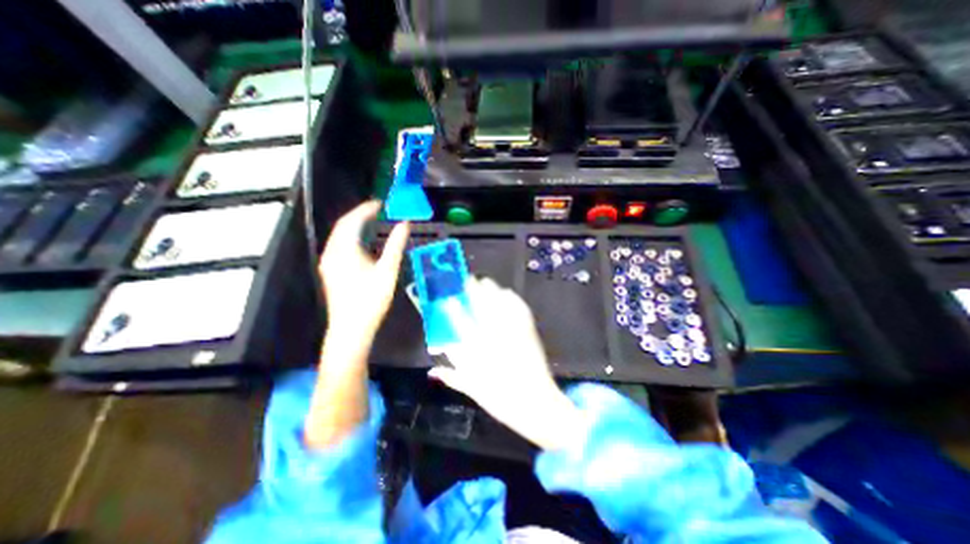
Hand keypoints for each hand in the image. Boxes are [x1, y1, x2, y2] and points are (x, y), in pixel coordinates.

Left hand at [318, 201, 407, 343]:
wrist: (351, 328)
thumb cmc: (371, 299)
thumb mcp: (388, 270)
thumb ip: (395, 245)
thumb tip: (404, 224)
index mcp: (344, 250)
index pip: (352, 220)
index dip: (366, 209)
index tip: (380, 203)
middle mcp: (332, 253)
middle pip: (343, 226)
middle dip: (359, 215)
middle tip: (378, 210)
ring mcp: (329, 263)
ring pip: (340, 236)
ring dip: (355, 226)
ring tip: (373, 221)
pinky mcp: (331, 271)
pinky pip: (340, 246)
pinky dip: (352, 238)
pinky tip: (364, 242)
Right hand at [429, 276, 582, 449]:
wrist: (535, 402)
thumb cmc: (500, 399)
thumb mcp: (472, 389)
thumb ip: (452, 377)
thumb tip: (432, 370)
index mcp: (478, 348)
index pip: (461, 321)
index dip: (453, 307)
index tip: (448, 298)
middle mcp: (494, 335)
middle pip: (482, 305)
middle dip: (474, 289)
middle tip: (468, 280)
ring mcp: (513, 331)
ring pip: (501, 303)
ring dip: (492, 290)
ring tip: (486, 282)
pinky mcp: (528, 331)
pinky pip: (520, 309)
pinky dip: (513, 299)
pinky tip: (508, 293)